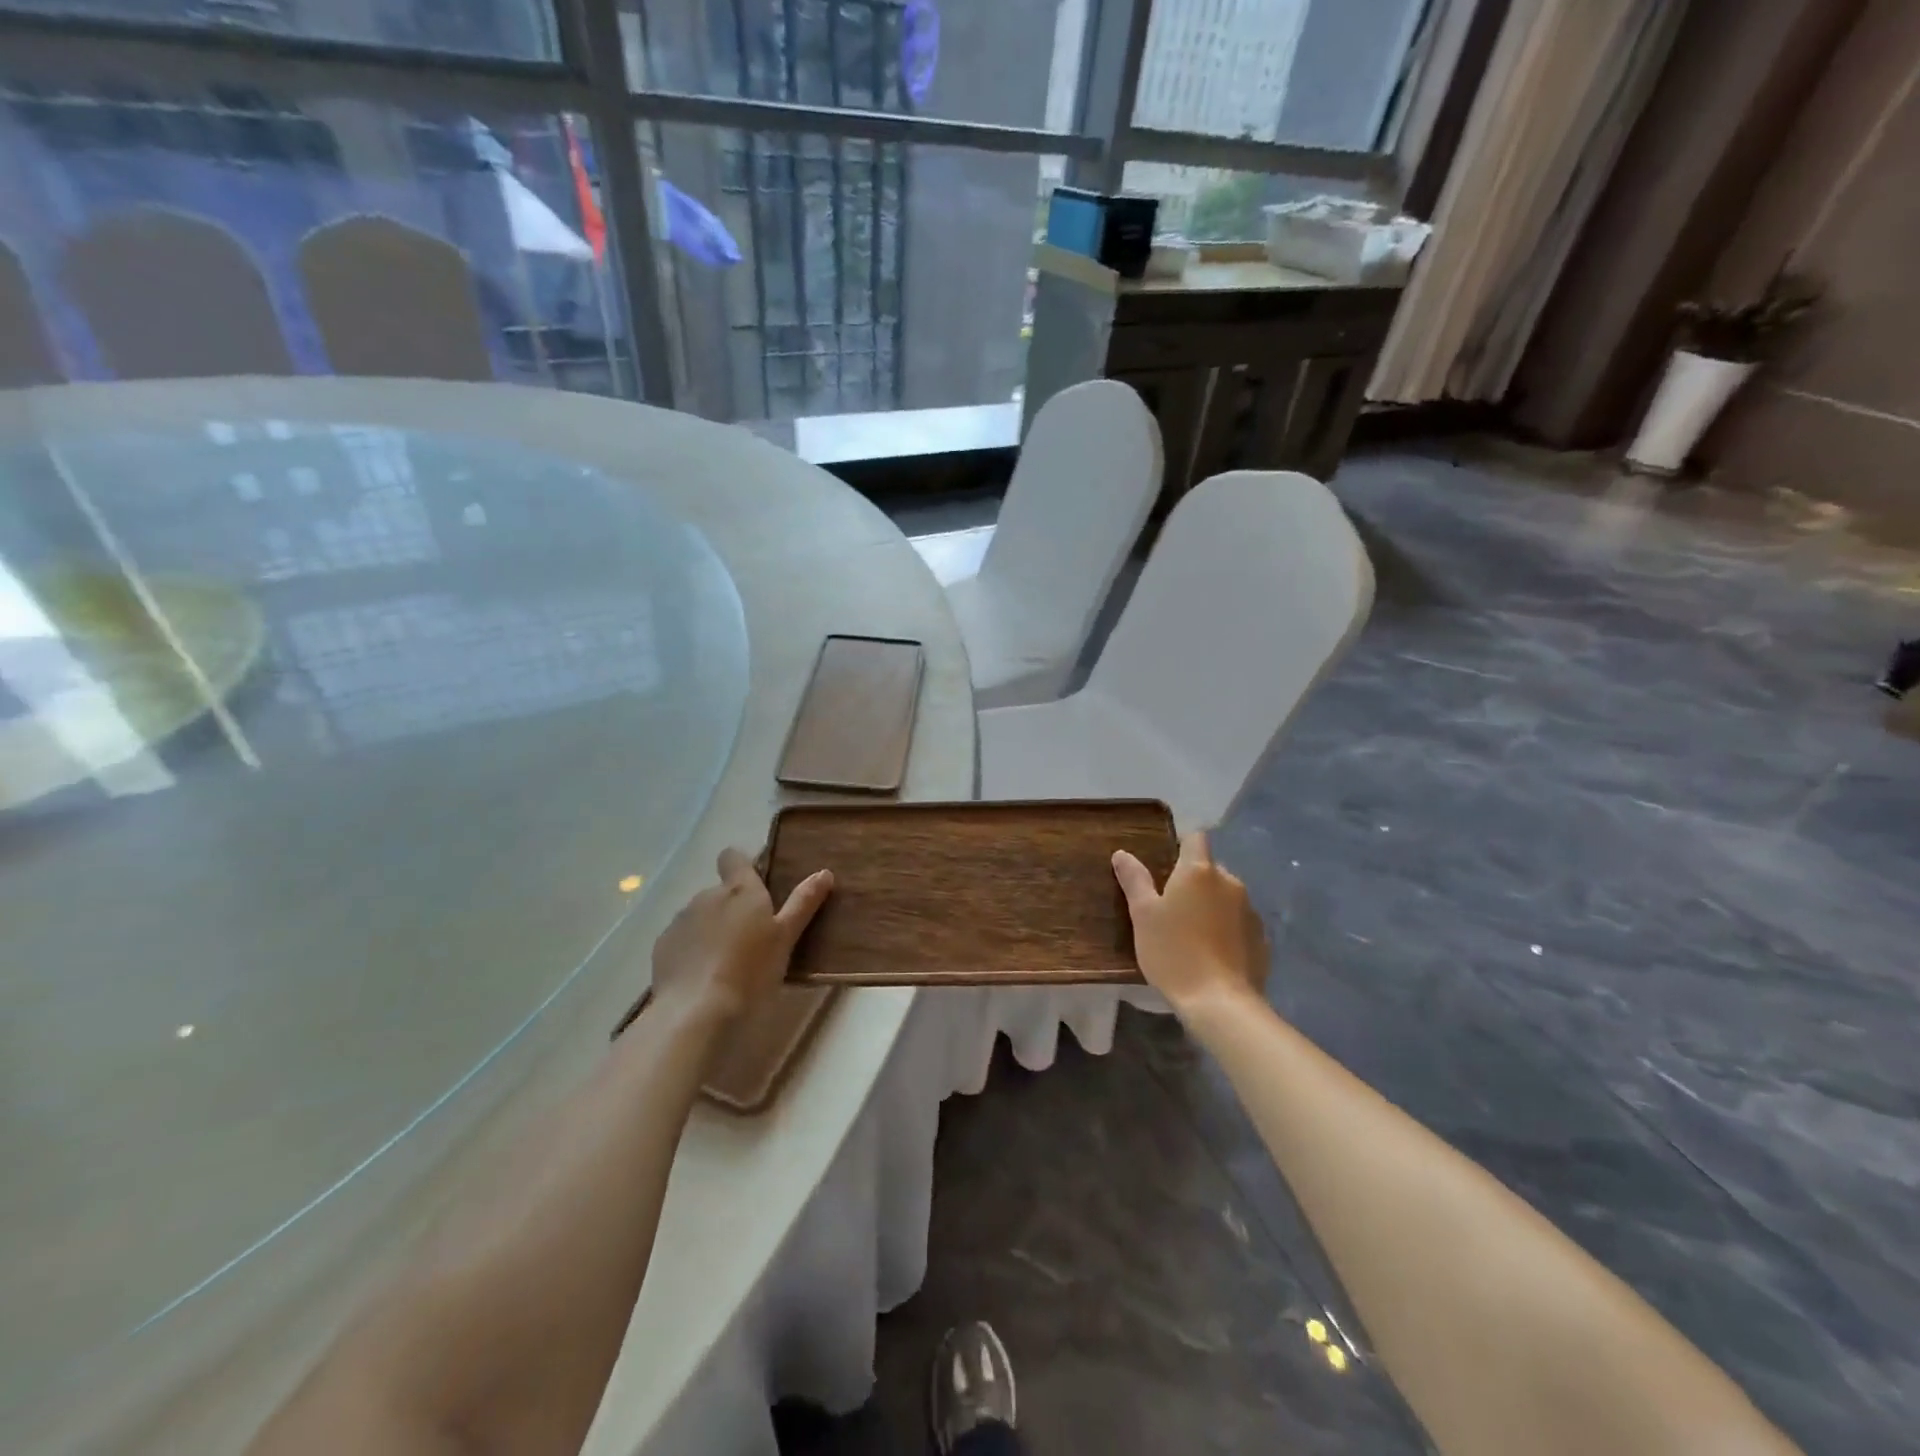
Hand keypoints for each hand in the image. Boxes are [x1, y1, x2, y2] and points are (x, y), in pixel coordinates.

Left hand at [650, 848, 832, 1019]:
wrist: (696, 1011)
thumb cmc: (752, 971)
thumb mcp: (786, 938)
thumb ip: (803, 903)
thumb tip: (824, 872)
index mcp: (741, 890)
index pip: (733, 858)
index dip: (741, 864)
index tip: (753, 883)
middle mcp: (707, 896)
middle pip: (720, 892)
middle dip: (732, 908)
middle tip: (751, 940)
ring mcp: (681, 920)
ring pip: (700, 916)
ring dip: (711, 929)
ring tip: (726, 963)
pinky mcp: (662, 946)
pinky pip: (682, 939)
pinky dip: (692, 951)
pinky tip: (702, 977)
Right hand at [1113, 831, 1268, 1019]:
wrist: (1220, 1002)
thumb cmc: (1173, 951)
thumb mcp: (1143, 916)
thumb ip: (1134, 880)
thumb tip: (1122, 853)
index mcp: (1199, 871)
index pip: (1196, 838)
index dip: (1182, 844)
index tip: (1166, 863)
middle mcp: (1230, 882)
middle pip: (1210, 870)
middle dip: (1194, 881)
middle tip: (1171, 908)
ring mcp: (1250, 911)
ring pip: (1226, 897)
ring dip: (1211, 906)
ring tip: (1192, 934)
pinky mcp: (1262, 939)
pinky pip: (1239, 923)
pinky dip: (1226, 930)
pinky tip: (1213, 954)